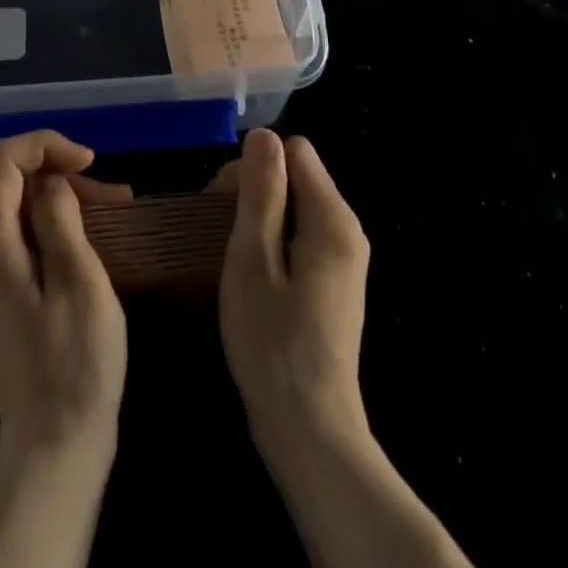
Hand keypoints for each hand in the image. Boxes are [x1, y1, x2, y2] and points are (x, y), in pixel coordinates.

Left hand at [0, 131, 130, 462]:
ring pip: (18, 207)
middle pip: (8, 181)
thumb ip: (59, 219)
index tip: (88, 161)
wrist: (54, 451)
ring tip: (115, 209)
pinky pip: (23, 236)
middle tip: (112, 194)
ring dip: (64, 197)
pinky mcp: (3, 294)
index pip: (0, 161)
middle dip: (59, 172)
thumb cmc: (76, 368)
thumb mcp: (80, 283)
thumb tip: (50, 180)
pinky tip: (94, 238)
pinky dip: (57, 224)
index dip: (43, 145)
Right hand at [214, 129, 370, 451]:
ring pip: (296, 207)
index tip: (224, 202)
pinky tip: (251, 275)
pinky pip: (302, 236)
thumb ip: (261, 193)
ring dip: (260, 218)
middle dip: (255, 190)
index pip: (294, 151)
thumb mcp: (253, 259)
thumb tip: (263, 135)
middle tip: (219, 233)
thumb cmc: (273, 343)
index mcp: (333, 219)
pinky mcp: (334, 282)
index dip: (255, 166)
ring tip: (231, 256)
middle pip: (297, 176)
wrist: (310, 432)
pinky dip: (273, 242)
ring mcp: (344, 258)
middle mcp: (347, 230)